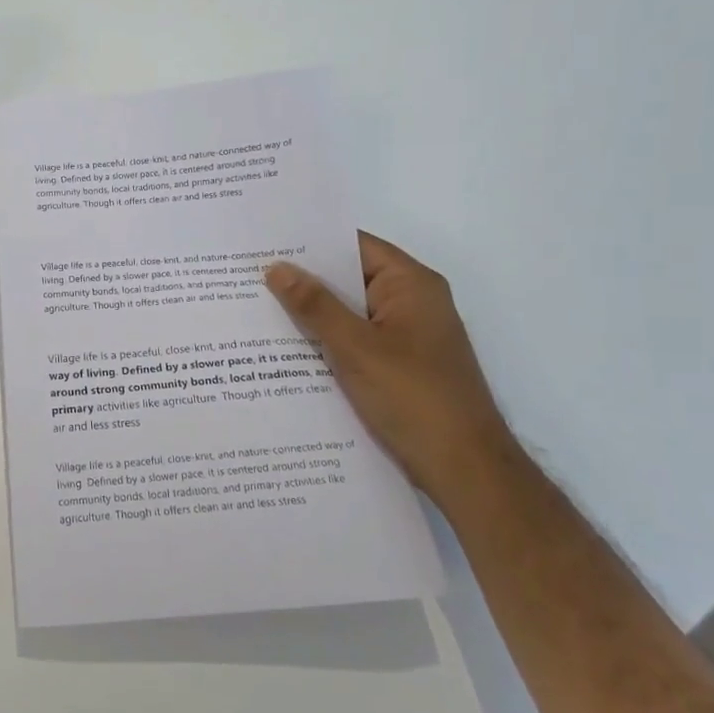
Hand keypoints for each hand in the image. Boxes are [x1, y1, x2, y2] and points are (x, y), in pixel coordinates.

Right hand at [266, 235, 513, 501]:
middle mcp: (411, 303)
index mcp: (411, 285)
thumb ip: (315, 306)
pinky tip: (286, 350)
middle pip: (349, 278)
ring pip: (349, 313)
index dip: (310, 241)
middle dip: (303, 279)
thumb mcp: (356, 348)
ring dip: (311, 314)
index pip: (354, 245)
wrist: (465, 471)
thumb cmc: (415, 398)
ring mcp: (406, 336)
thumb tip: (276, 268)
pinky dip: (326, 342)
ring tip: (255, 308)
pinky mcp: (398, 366)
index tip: (265, 242)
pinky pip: (354, 341)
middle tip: (248, 275)